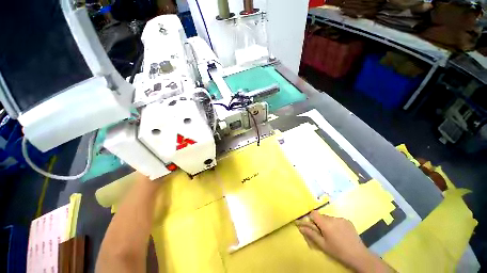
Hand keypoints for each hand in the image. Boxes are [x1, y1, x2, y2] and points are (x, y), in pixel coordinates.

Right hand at [296, 211, 393, 272]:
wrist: (359, 256)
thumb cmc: (338, 251)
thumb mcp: (323, 245)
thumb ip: (311, 234)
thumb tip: (300, 227)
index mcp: (325, 224)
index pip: (313, 213)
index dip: (312, 219)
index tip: (314, 227)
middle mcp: (332, 218)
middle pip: (321, 216)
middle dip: (320, 222)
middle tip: (324, 233)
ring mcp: (341, 218)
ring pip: (329, 217)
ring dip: (328, 223)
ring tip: (334, 234)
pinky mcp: (347, 220)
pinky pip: (337, 219)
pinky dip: (336, 224)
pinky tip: (341, 233)